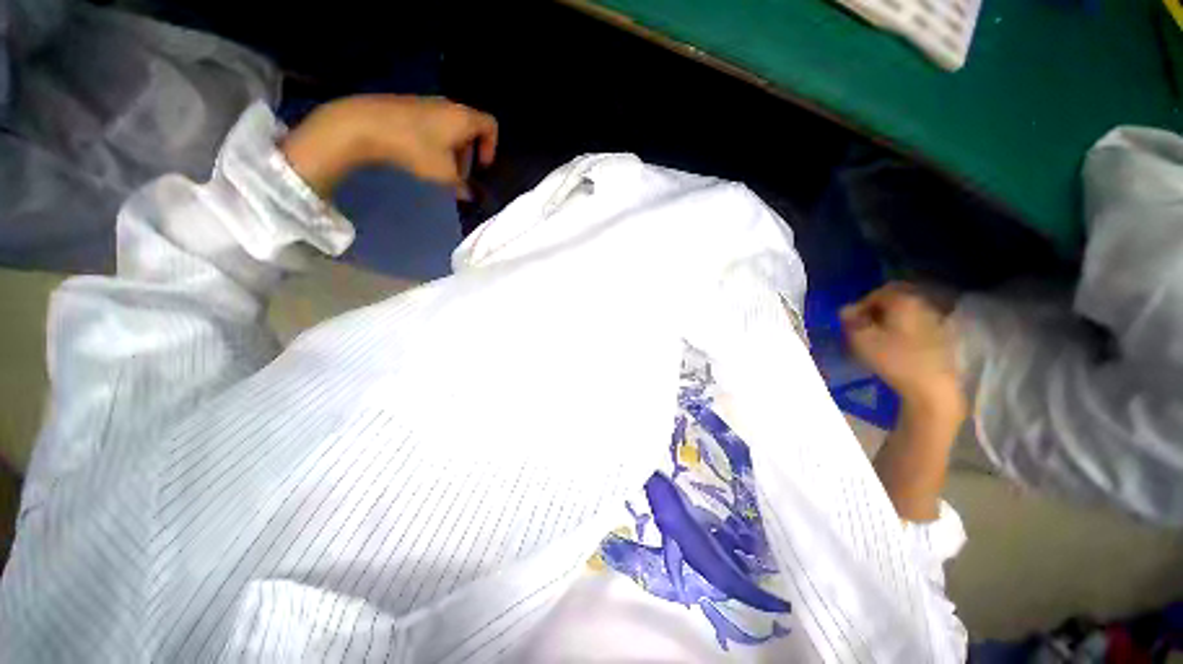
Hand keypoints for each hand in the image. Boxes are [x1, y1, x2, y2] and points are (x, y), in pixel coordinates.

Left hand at [281, 95, 497, 197]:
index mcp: (464, 118)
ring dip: (452, 150)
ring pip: (450, 128)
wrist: (365, 124)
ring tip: (440, 170)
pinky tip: (421, 157)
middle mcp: (449, 106)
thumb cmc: (415, 148)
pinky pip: (432, 125)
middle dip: (469, 153)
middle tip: (459, 175)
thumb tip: (469, 195)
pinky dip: (435, 142)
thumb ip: (461, 186)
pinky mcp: (408, 107)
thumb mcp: (444, 174)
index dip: (492, 147)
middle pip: (470, 128)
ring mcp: (426, 104)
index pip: (491, 125)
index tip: (481, 166)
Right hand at [841, 283, 963, 417]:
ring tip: (877, 336)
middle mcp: (923, 304)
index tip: (850, 320)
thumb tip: (846, 310)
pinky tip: (895, 344)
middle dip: (877, 309)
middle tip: (862, 325)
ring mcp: (935, 321)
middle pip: (896, 299)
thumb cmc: (894, 359)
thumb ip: (851, 320)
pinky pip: (917, 324)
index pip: (878, 292)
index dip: (860, 304)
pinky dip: (903, 329)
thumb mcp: (861, 339)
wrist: (932, 387)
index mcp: (904, 301)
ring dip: (890, 319)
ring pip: (907, 312)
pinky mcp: (942, 338)